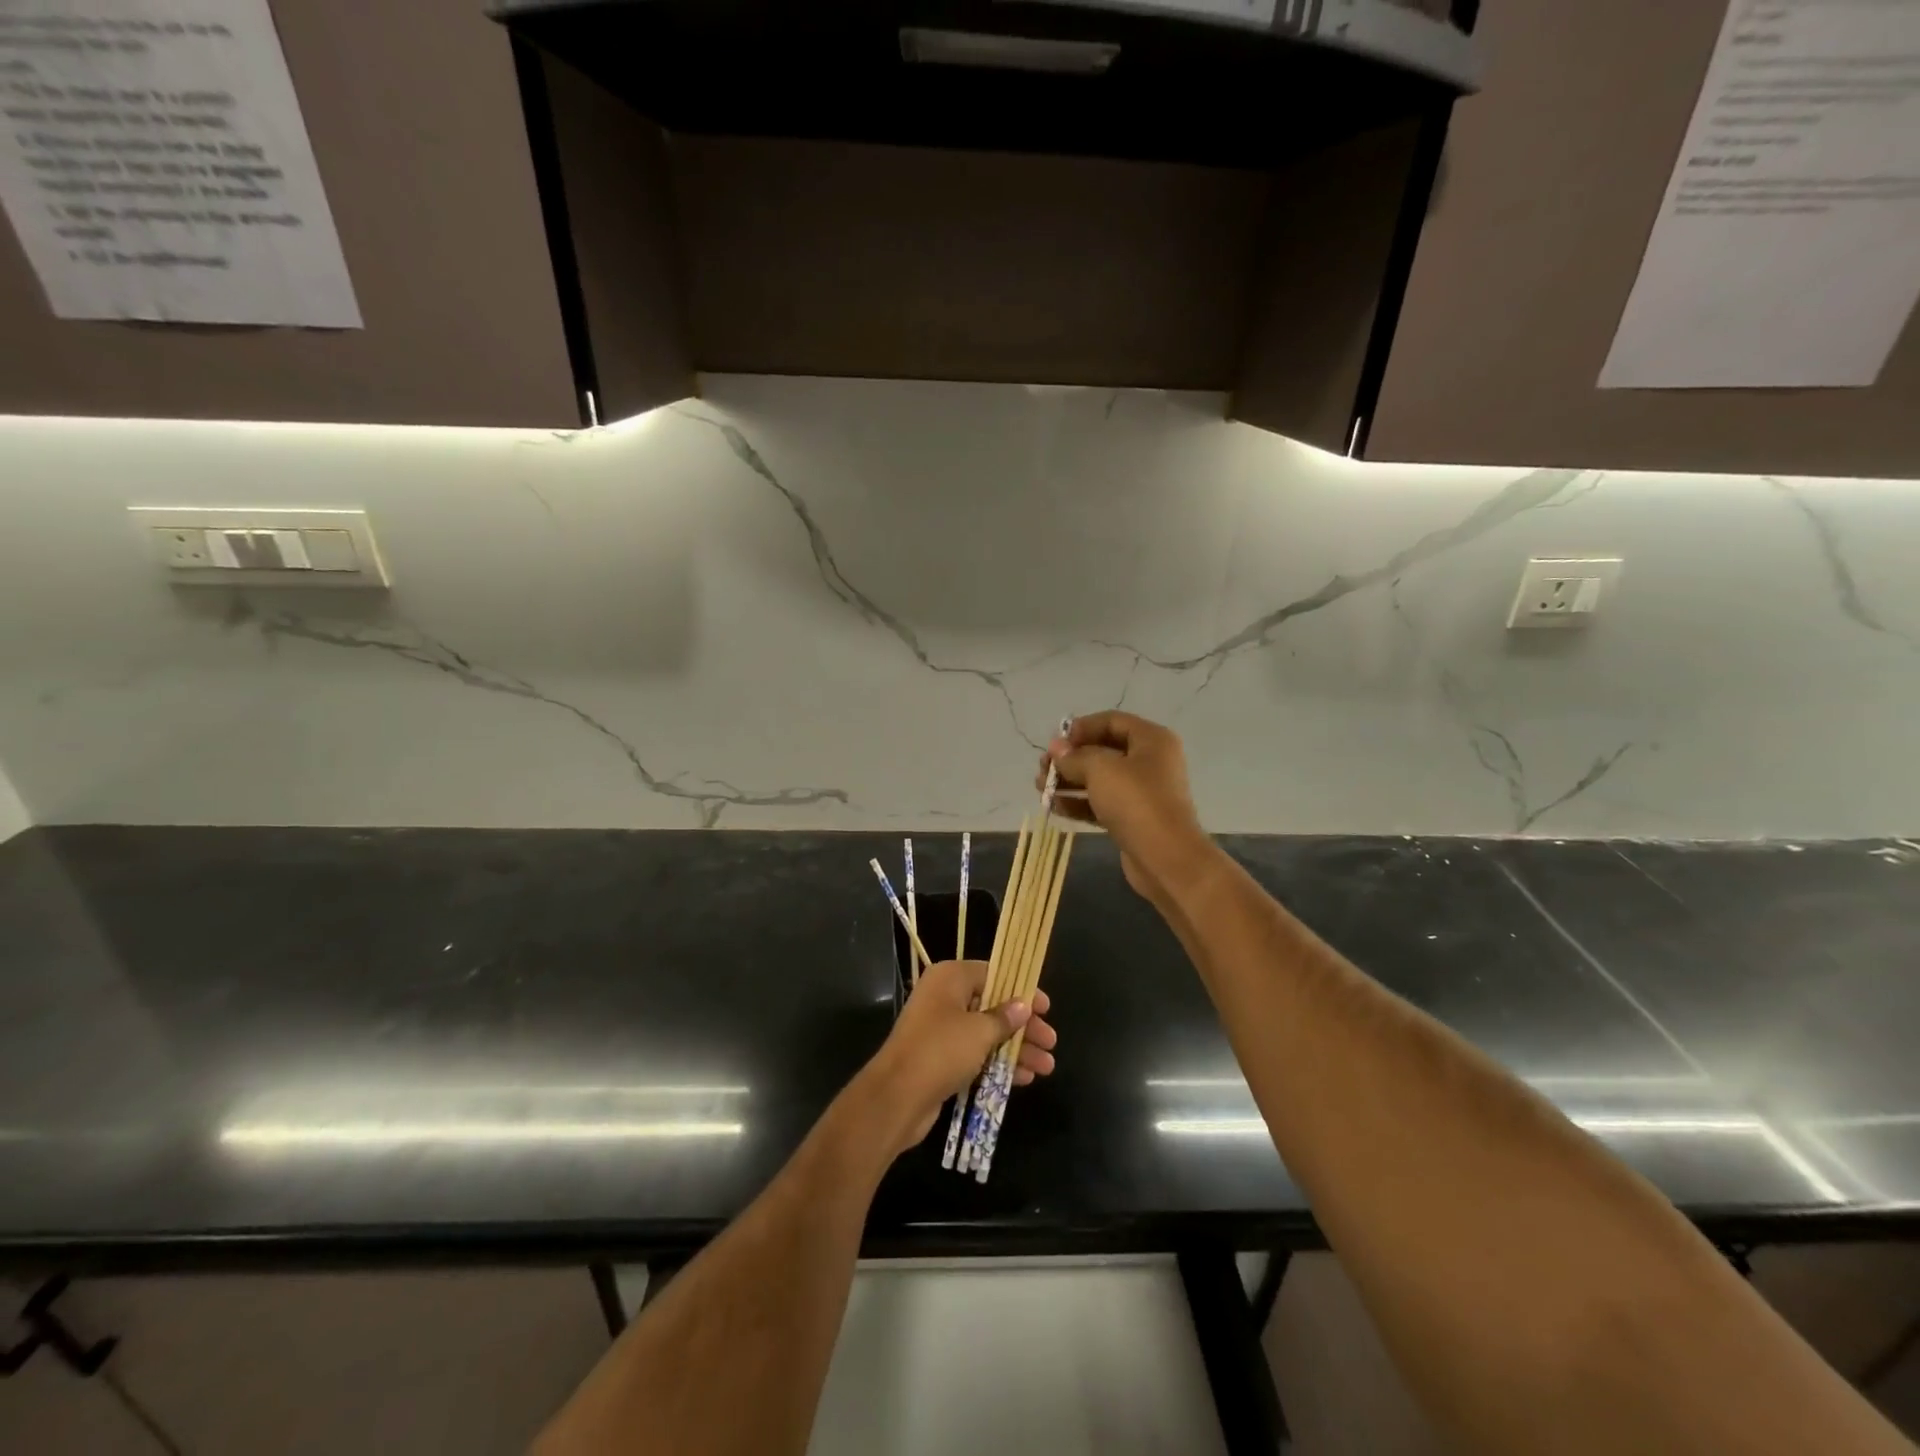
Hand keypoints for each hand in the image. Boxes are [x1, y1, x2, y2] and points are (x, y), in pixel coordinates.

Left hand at [859, 960, 1057, 1157]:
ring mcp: (941, 1029)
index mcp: (950, 978)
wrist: (897, 1096)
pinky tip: (1024, 1078)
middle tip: (1050, 1042)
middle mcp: (944, 998)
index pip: (993, 974)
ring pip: (986, 1033)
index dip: (1021, 990)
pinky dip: (998, 1063)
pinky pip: (976, 1054)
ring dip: (1016, 1049)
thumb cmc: (941, 1050)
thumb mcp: (979, 1031)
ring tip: (1046, 1067)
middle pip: (993, 1006)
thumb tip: (1023, 1006)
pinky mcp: (940, 1058)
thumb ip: (1005, 1018)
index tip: (1045, 1007)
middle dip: (1023, 1026)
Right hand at [1036, 711, 1212, 904]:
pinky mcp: (1133, 819)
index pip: (1111, 721)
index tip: (1055, 743)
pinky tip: (1054, 807)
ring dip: (1069, 782)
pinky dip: (1079, 803)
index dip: (1081, 728)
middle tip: (1043, 769)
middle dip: (1070, 758)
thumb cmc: (1136, 802)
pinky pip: (1101, 803)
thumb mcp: (1101, 770)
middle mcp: (1149, 761)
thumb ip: (1074, 757)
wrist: (1166, 859)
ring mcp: (1142, 792)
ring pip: (1099, 779)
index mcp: (1151, 740)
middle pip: (1103, 750)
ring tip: (1041, 789)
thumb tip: (1056, 748)